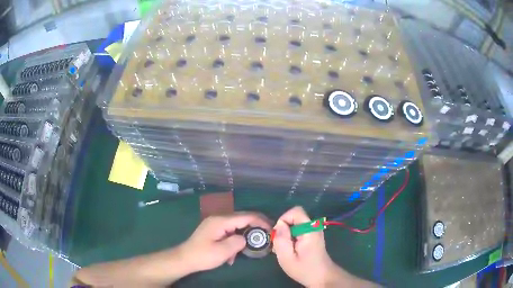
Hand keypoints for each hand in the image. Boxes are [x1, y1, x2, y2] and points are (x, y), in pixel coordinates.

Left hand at [179, 212, 270, 272]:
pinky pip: (230, 231)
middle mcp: (219, 219)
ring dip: (244, 235)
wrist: (185, 258)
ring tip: (251, 247)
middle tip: (267, 235)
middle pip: (242, 218)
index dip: (260, 221)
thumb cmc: (203, 255)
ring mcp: (216, 224)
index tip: (271, 229)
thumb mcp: (222, 252)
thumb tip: (246, 238)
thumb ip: (238, 242)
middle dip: (255, 226)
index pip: (246, 216)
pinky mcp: (214, 230)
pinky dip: (235, 240)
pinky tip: (233, 253)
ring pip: (237, 226)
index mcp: (221, 221)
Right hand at [273, 206, 362, 287]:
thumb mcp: (287, 258)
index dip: (284, 219)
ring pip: (295, 224)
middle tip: (280, 246)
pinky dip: (292, 237)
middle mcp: (314, 226)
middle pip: (294, 217)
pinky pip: (299, 229)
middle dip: (284, 229)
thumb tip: (279, 225)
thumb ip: (281, 239)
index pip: (295, 211)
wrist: (321, 277)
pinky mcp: (313, 235)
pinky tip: (291, 250)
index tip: (279, 236)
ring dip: (287, 234)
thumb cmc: (304, 269)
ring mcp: (315, 230)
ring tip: (286, 250)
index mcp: (309, 230)